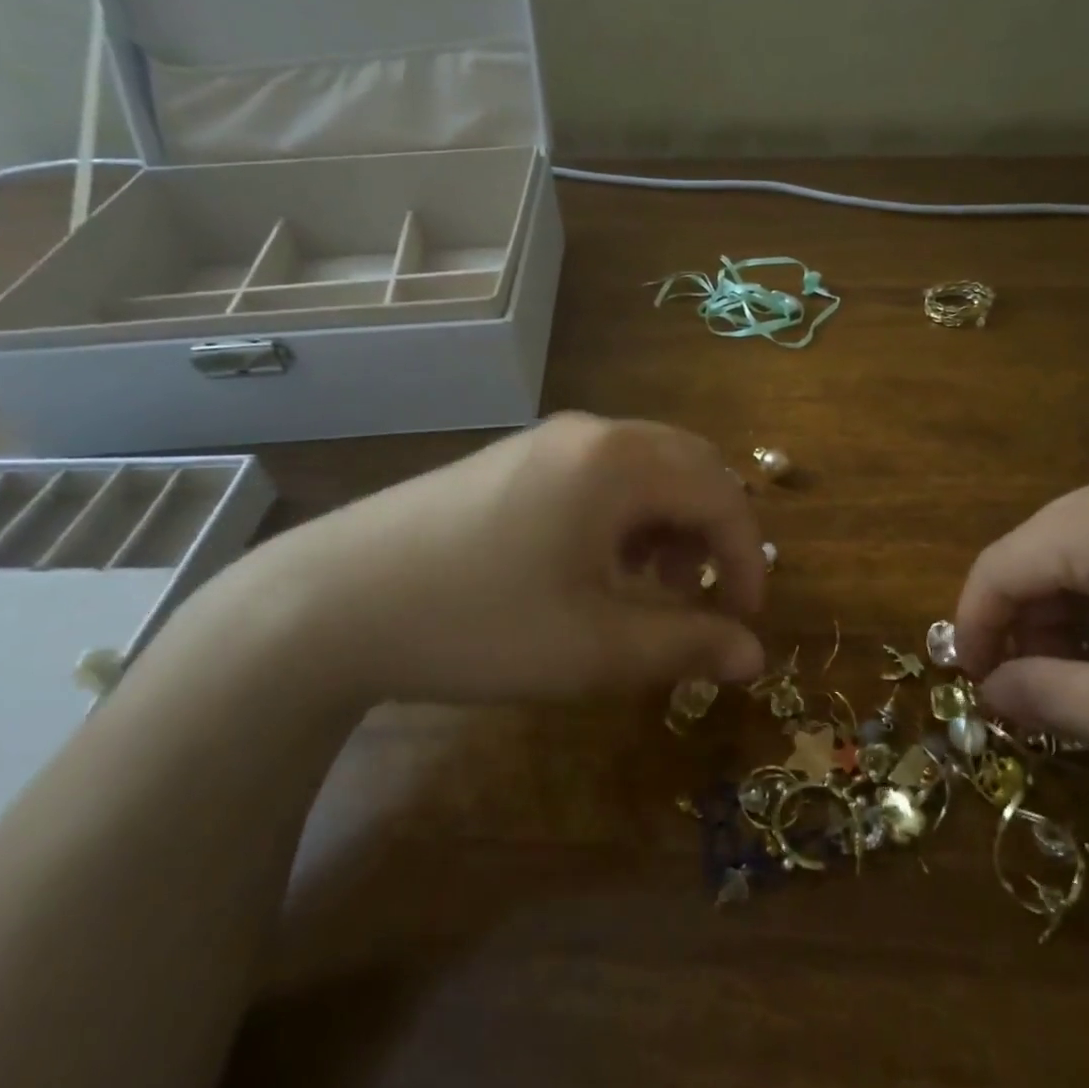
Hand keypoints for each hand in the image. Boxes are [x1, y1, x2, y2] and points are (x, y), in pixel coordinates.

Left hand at [199, 414, 766, 707]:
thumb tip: (754, 654)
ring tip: (650, 587)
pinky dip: (626, 516)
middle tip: (703, 597)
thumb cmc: (480, 622)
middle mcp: (591, 433)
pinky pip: (601, 474)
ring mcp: (546, 440)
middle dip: (713, 532)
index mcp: (620, 462)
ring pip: (645, 468)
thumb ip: (687, 645)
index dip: (748, 559)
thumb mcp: (596, 648)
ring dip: (670, 523)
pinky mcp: (514, 459)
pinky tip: (597, 566)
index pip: (722, 495)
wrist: (334, 601)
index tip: (745, 620)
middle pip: (690, 466)